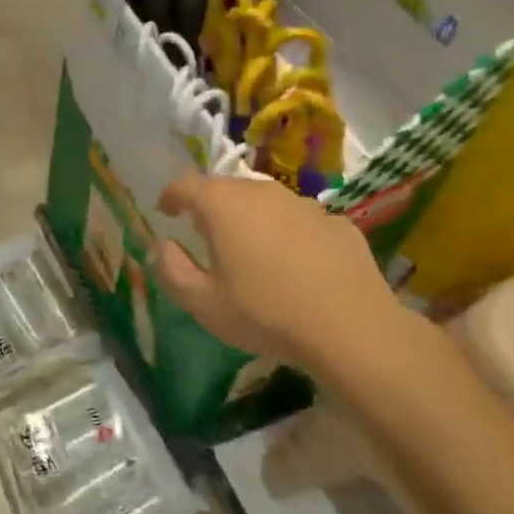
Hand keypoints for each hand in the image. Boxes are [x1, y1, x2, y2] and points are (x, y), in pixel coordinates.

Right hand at [153, 174, 413, 382]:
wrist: (351, 328)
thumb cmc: (265, 313)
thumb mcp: (203, 303)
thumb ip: (172, 269)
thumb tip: (162, 246)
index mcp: (223, 205)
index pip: (186, 185)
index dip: (171, 197)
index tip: (165, 212)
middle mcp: (261, 192)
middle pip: (226, 189)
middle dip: (211, 207)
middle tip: (206, 235)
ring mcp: (304, 204)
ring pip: (265, 202)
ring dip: (251, 218)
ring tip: (251, 250)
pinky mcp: (336, 222)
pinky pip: (300, 221)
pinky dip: (288, 234)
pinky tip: (295, 266)